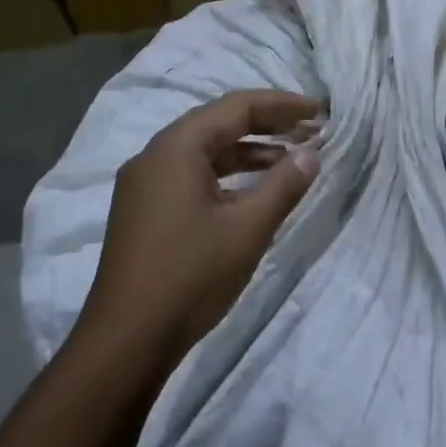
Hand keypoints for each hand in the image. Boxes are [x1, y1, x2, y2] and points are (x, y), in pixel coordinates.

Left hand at [79, 90, 321, 369]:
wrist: (126, 341)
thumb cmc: (190, 276)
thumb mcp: (247, 229)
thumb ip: (283, 185)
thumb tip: (311, 153)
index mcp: (176, 148)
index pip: (236, 107)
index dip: (281, 105)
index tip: (319, 112)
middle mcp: (154, 155)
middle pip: (218, 124)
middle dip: (266, 124)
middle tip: (309, 130)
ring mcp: (144, 184)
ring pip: (204, 152)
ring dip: (247, 152)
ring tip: (290, 160)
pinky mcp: (143, 210)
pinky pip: (190, 175)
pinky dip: (225, 176)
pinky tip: (252, 193)